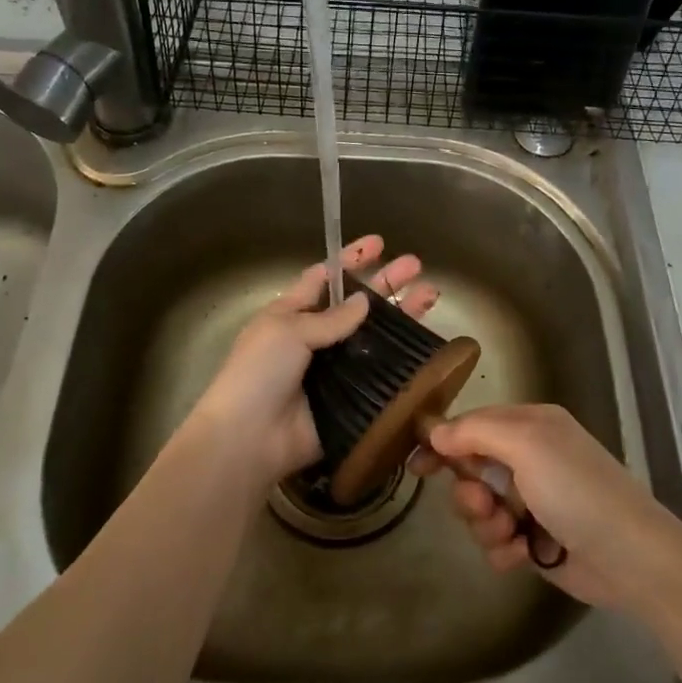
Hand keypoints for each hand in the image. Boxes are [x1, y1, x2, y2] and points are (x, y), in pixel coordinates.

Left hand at [180, 235, 438, 487]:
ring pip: (375, 337)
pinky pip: (380, 375)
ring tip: (431, 296)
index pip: (325, 278)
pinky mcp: (351, 398)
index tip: (379, 243)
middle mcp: (316, 338)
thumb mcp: (287, 331)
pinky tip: (427, 345)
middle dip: (387, 283)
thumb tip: (365, 301)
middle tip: (417, 266)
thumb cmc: (259, 373)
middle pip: (358, 305)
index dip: (352, 260)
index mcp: (292, 314)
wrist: (251, 439)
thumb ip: (330, 318)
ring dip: (402, 317)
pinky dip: (402, 360)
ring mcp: (335, 369)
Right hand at [409, 404, 681, 612]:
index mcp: (530, 426)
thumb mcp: (526, 445)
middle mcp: (530, 459)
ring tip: (510, 534)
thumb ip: (475, 431)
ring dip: (485, 524)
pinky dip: (503, 549)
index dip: (443, 442)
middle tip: (482, 504)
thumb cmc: (577, 491)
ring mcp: (533, 501)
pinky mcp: (536, 540)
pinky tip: (523, 556)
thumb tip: (436, 431)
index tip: (416, 464)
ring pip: (479, 509)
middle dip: (468, 492)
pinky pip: (497, 541)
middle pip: (470, 470)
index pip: (472, 424)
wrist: (632, 559)